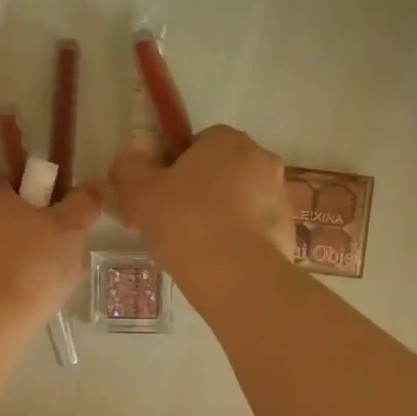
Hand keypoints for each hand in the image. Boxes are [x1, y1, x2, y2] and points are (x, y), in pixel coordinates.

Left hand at [0, 180, 102, 326]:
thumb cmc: (32, 265)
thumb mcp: (70, 228)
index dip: (50, 204)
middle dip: (44, 237)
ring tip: (57, 285)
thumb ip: (83, 203)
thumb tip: (89, 190)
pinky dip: (13, 281)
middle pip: (14, 219)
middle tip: (69, 259)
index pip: (22, 186)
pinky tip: (33, 300)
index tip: (70, 228)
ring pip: (6, 249)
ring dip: (31, 261)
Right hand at [108, 125, 295, 272]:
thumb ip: (128, 168)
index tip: (161, 195)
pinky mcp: (288, 231)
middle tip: (174, 221)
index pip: (198, 142)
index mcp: (226, 140)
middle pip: (222, 170)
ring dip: (222, 216)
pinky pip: (255, 229)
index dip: (175, 167)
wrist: (234, 275)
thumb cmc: (183, 221)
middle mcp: (261, 159)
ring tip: (195, 248)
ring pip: (241, 200)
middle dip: (201, 190)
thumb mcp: (137, 192)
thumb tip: (130, 161)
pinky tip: (218, 262)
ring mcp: (280, 196)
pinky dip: (239, 241)